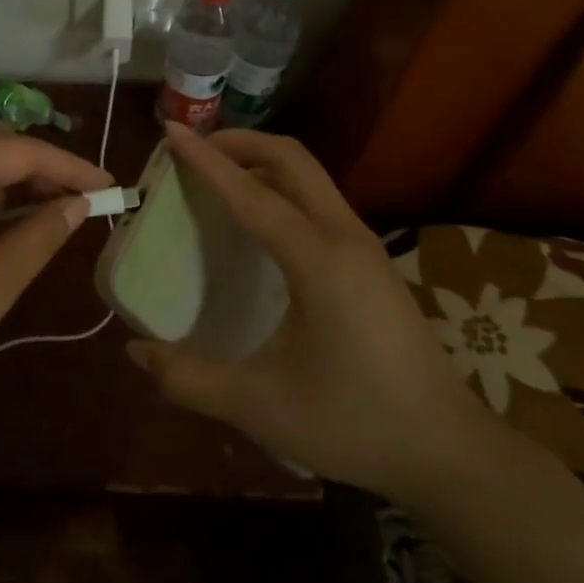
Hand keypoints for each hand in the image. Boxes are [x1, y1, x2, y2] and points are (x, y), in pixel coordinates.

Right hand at [128, 125, 493, 497]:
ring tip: (217, 179)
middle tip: (193, 152)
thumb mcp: (260, 406)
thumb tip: (136, 352)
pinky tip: (256, 223)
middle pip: (291, 158)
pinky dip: (280, 188)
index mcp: (319, 261)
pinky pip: (318, 200)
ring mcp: (364, 245)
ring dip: (261, 163)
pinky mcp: (370, 260)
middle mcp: (344, 237)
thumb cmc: (353, 422)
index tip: (170, 131)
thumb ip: (190, 379)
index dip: (206, 160)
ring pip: (309, 176)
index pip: (252, 193)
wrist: (446, 450)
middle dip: (239, 143)